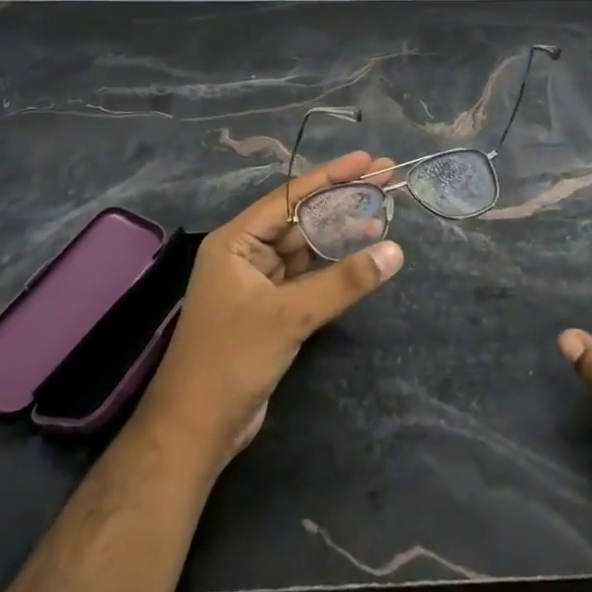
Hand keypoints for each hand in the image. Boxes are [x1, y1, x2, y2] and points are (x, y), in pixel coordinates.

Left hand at [140, 151, 403, 472]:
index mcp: (236, 241)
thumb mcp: (290, 315)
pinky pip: (308, 276)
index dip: (331, 177)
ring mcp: (258, 283)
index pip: (290, 197)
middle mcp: (246, 254)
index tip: (369, 161)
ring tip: (383, 214)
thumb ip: (343, 282)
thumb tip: (395, 251)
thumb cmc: (232, 360)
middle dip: (342, 200)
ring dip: (341, 233)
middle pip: (302, 218)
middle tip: (387, 180)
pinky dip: (334, 266)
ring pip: (307, 247)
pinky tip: (362, 256)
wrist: (196, 430)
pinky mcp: (271, 310)